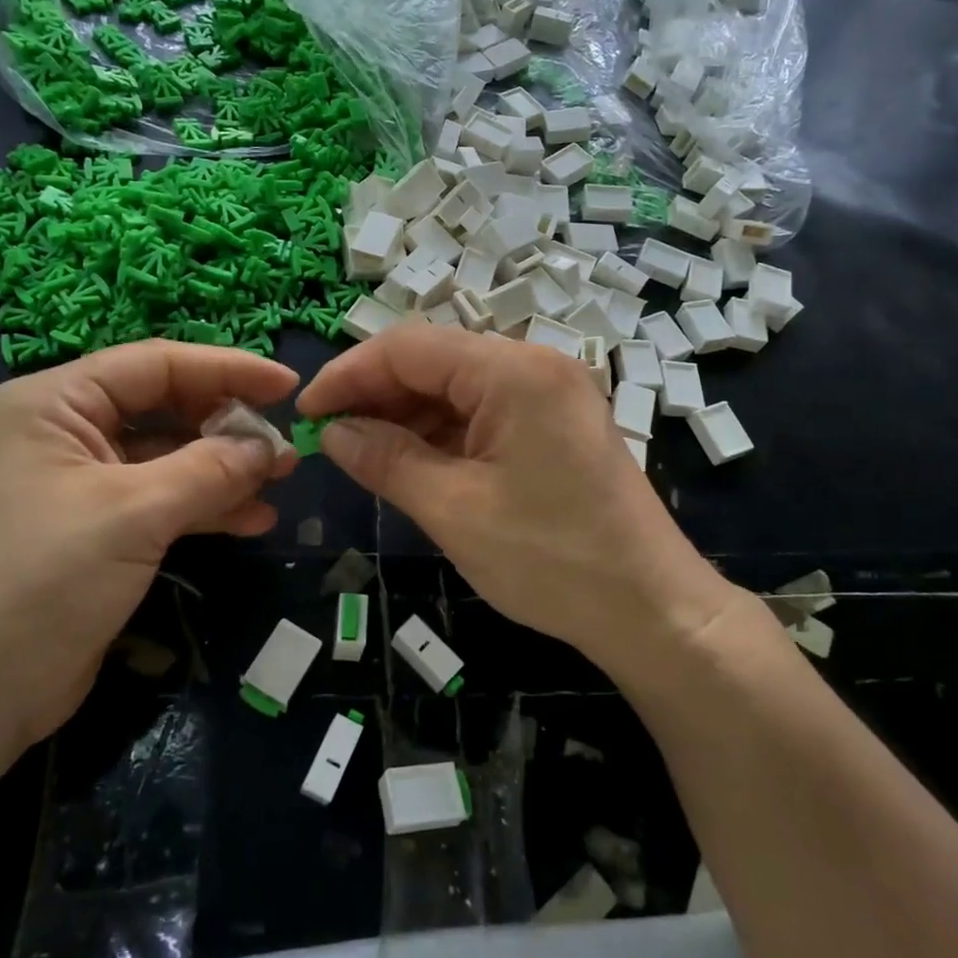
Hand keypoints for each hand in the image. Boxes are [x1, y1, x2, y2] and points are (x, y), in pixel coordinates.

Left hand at [0, 341, 298, 752]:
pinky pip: (163, 502)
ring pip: (169, 458)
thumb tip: (269, 447)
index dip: (226, 369)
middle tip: (286, 446)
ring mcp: (82, 485)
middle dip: (228, 426)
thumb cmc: (42, 581)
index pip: (155, 365)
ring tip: (282, 482)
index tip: (287, 386)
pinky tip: (253, 520)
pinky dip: (207, 508)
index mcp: (55, 404)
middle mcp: (66, 434)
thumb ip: (209, 470)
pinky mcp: (98, 532)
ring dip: (225, 469)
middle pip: (164, 408)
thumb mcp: (134, 514)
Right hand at [297, 325, 738, 668]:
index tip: (307, 412)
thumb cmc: (550, 560)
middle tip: (330, 438)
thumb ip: (386, 460)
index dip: (348, 374)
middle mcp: (534, 366)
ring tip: (361, 453)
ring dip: (406, 415)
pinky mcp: (554, 425)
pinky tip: (410, 460)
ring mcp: (549, 395)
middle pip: (434, 362)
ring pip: (457, 388)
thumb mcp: (453, 510)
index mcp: (513, 371)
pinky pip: (483, 413)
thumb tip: (332, 432)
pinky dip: (442, 433)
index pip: (409, 348)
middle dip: (376, 395)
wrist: (650, 609)